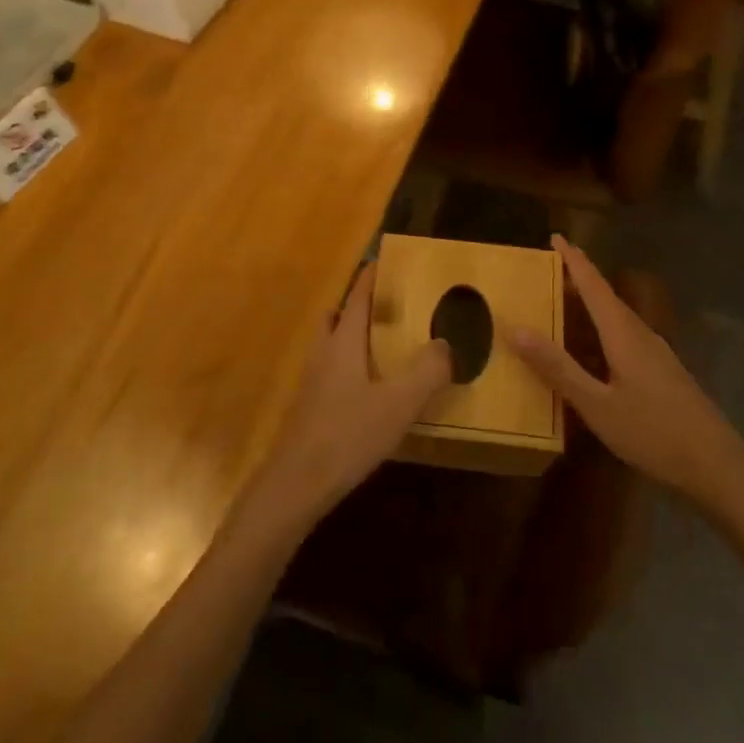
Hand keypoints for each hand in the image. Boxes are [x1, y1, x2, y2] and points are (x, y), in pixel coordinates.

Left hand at [254, 265, 449, 524]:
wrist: (297, 483)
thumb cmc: (348, 434)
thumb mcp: (399, 402)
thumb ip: (427, 370)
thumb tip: (445, 343)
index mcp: (343, 342)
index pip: (357, 297)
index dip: (370, 277)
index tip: (383, 259)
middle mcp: (324, 353)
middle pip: (338, 316)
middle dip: (359, 305)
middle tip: (388, 305)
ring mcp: (313, 381)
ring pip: (332, 344)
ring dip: (353, 336)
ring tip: (384, 345)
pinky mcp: (310, 407)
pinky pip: (332, 370)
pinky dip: (350, 365)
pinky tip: (370, 389)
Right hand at [509, 235, 743, 506]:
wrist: (716, 465)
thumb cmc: (652, 432)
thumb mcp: (596, 404)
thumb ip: (558, 368)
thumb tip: (516, 329)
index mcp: (623, 333)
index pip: (594, 285)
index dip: (574, 260)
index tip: (556, 236)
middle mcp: (641, 334)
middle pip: (606, 297)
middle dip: (579, 279)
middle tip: (549, 271)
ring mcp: (656, 353)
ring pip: (617, 318)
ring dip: (591, 306)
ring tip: (564, 305)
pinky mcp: (663, 372)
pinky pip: (625, 337)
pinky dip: (602, 331)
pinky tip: (593, 352)